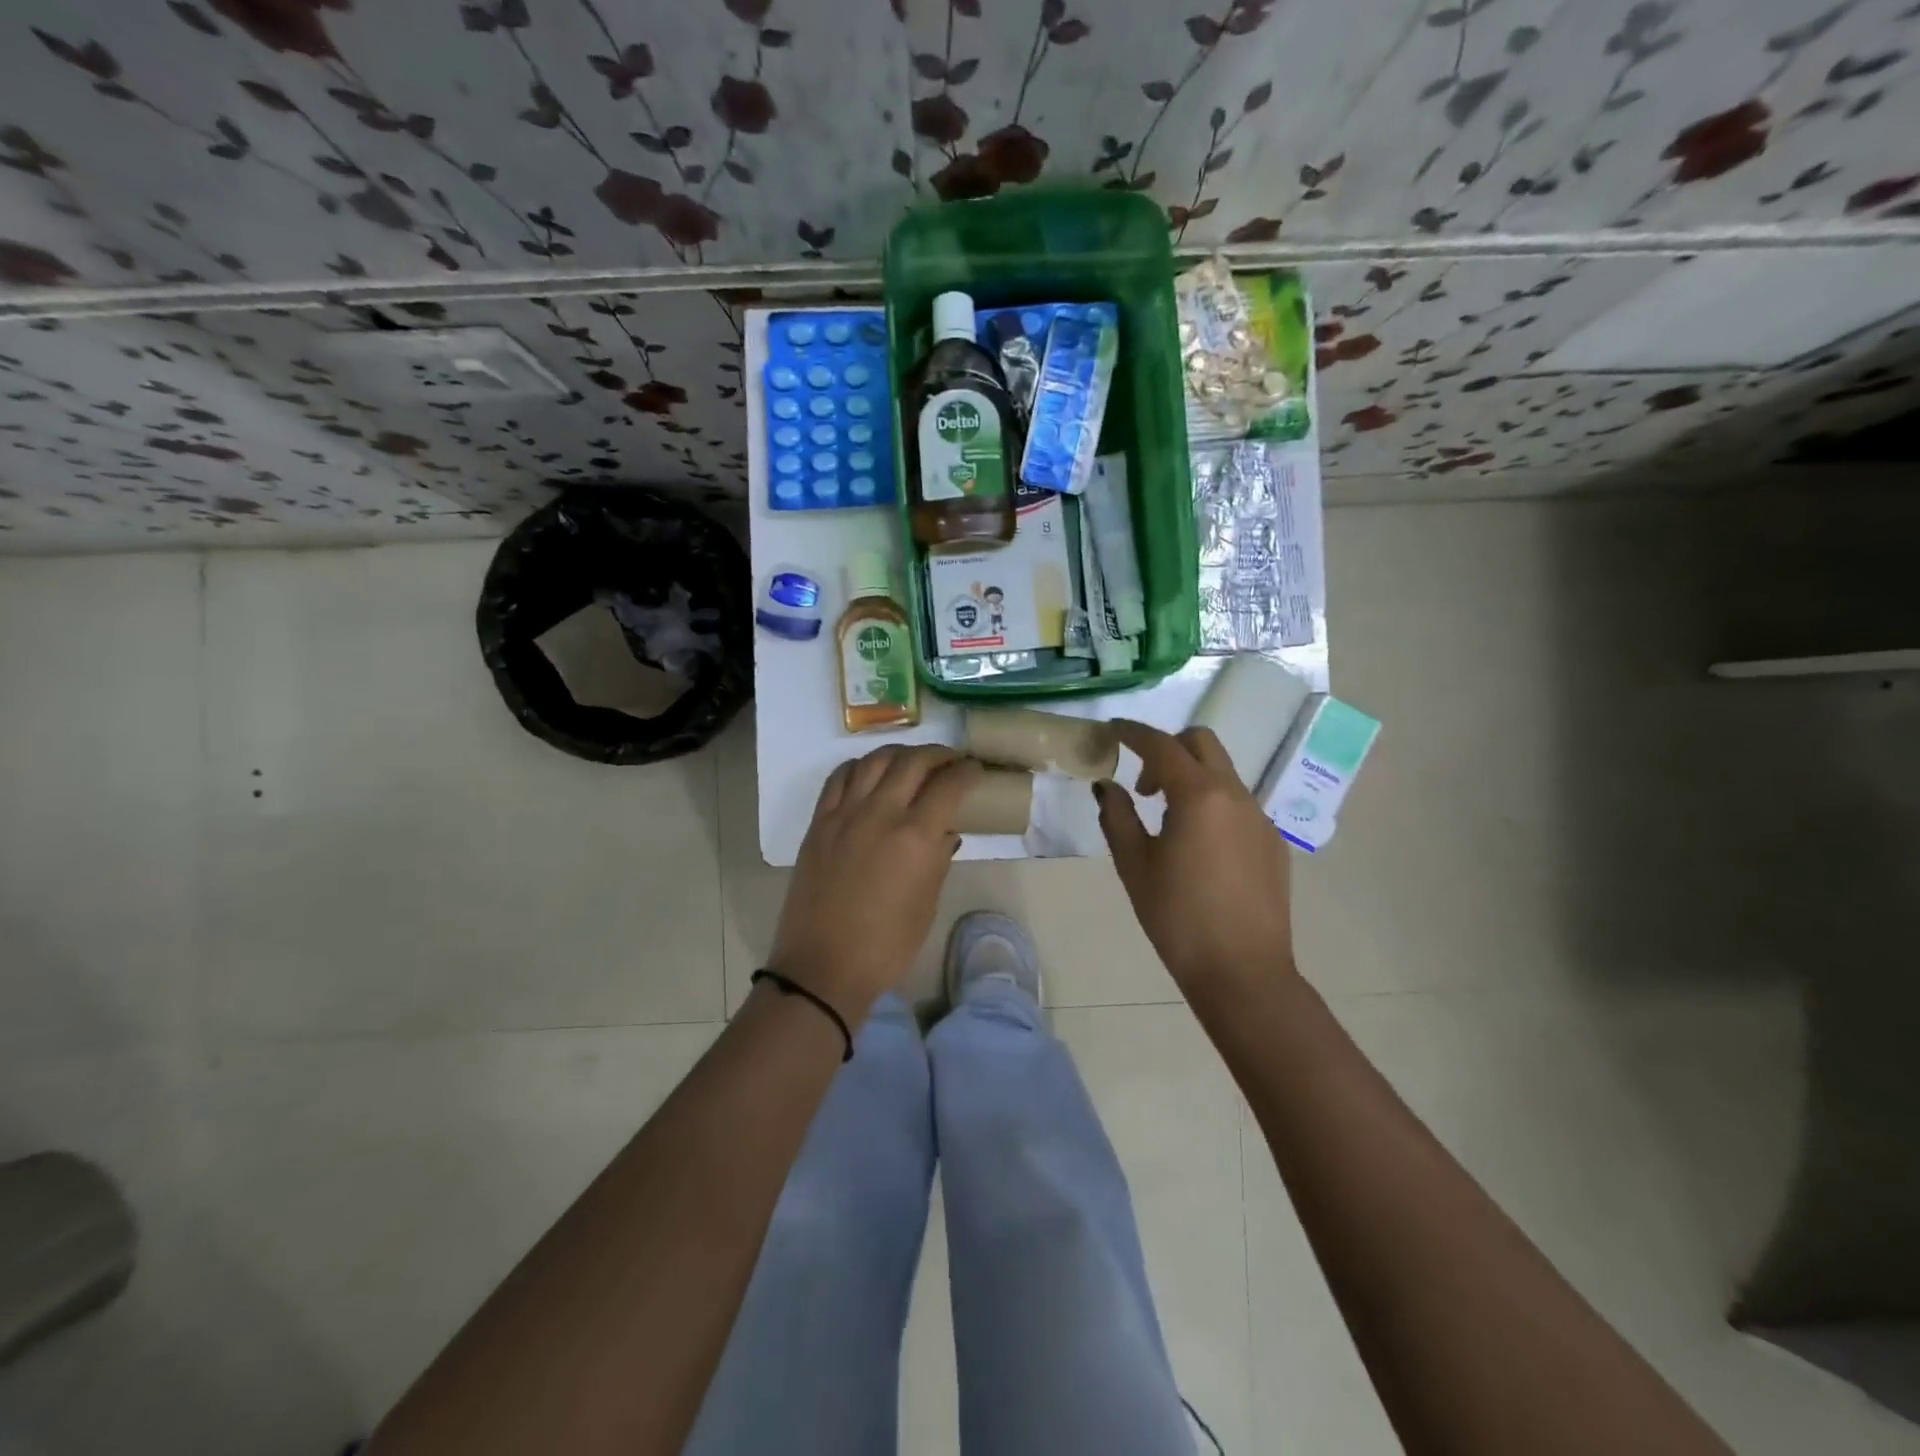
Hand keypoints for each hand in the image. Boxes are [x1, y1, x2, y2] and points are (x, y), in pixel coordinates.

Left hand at [769, 745, 981, 1020]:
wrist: (823, 966)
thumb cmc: (886, 946)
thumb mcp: (927, 905)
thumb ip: (938, 859)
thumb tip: (944, 831)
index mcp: (915, 837)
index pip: (949, 785)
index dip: (967, 772)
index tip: (976, 770)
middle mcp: (881, 814)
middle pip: (913, 762)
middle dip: (938, 755)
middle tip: (951, 761)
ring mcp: (845, 814)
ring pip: (875, 761)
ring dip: (900, 754)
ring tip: (913, 761)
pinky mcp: (819, 822)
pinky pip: (840, 777)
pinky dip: (861, 766)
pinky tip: (871, 773)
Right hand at [1095, 720, 1296, 999]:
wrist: (1242, 971)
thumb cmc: (1177, 917)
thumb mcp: (1134, 865)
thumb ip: (1118, 816)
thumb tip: (1107, 786)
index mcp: (1199, 795)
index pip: (1162, 745)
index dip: (1133, 732)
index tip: (1113, 730)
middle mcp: (1235, 794)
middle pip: (1202, 743)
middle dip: (1168, 748)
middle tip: (1145, 786)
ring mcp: (1260, 817)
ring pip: (1223, 773)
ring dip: (1192, 778)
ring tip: (1169, 823)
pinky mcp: (1273, 842)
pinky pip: (1238, 804)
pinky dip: (1213, 804)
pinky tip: (1200, 849)